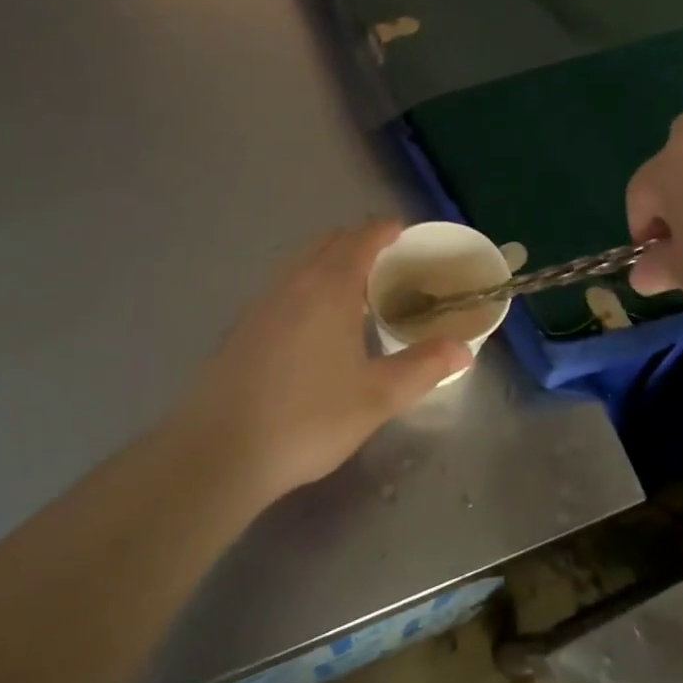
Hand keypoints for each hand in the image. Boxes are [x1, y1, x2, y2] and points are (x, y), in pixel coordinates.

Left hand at [172, 222, 471, 507]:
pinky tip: (314, 327)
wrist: (218, 451)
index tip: (404, 234)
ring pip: (301, 263)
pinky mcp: (241, 327)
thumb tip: (464, 350)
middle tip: (387, 265)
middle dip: (358, 243)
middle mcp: (293, 283)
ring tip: (355, 295)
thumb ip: (423, 368)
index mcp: (330, 287)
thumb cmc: (307, 418)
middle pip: (329, 242)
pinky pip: (282, 287)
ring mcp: (261, 302)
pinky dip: (306, 286)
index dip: (385, 230)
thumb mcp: (376, 397)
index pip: (361, 239)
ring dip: (329, 264)